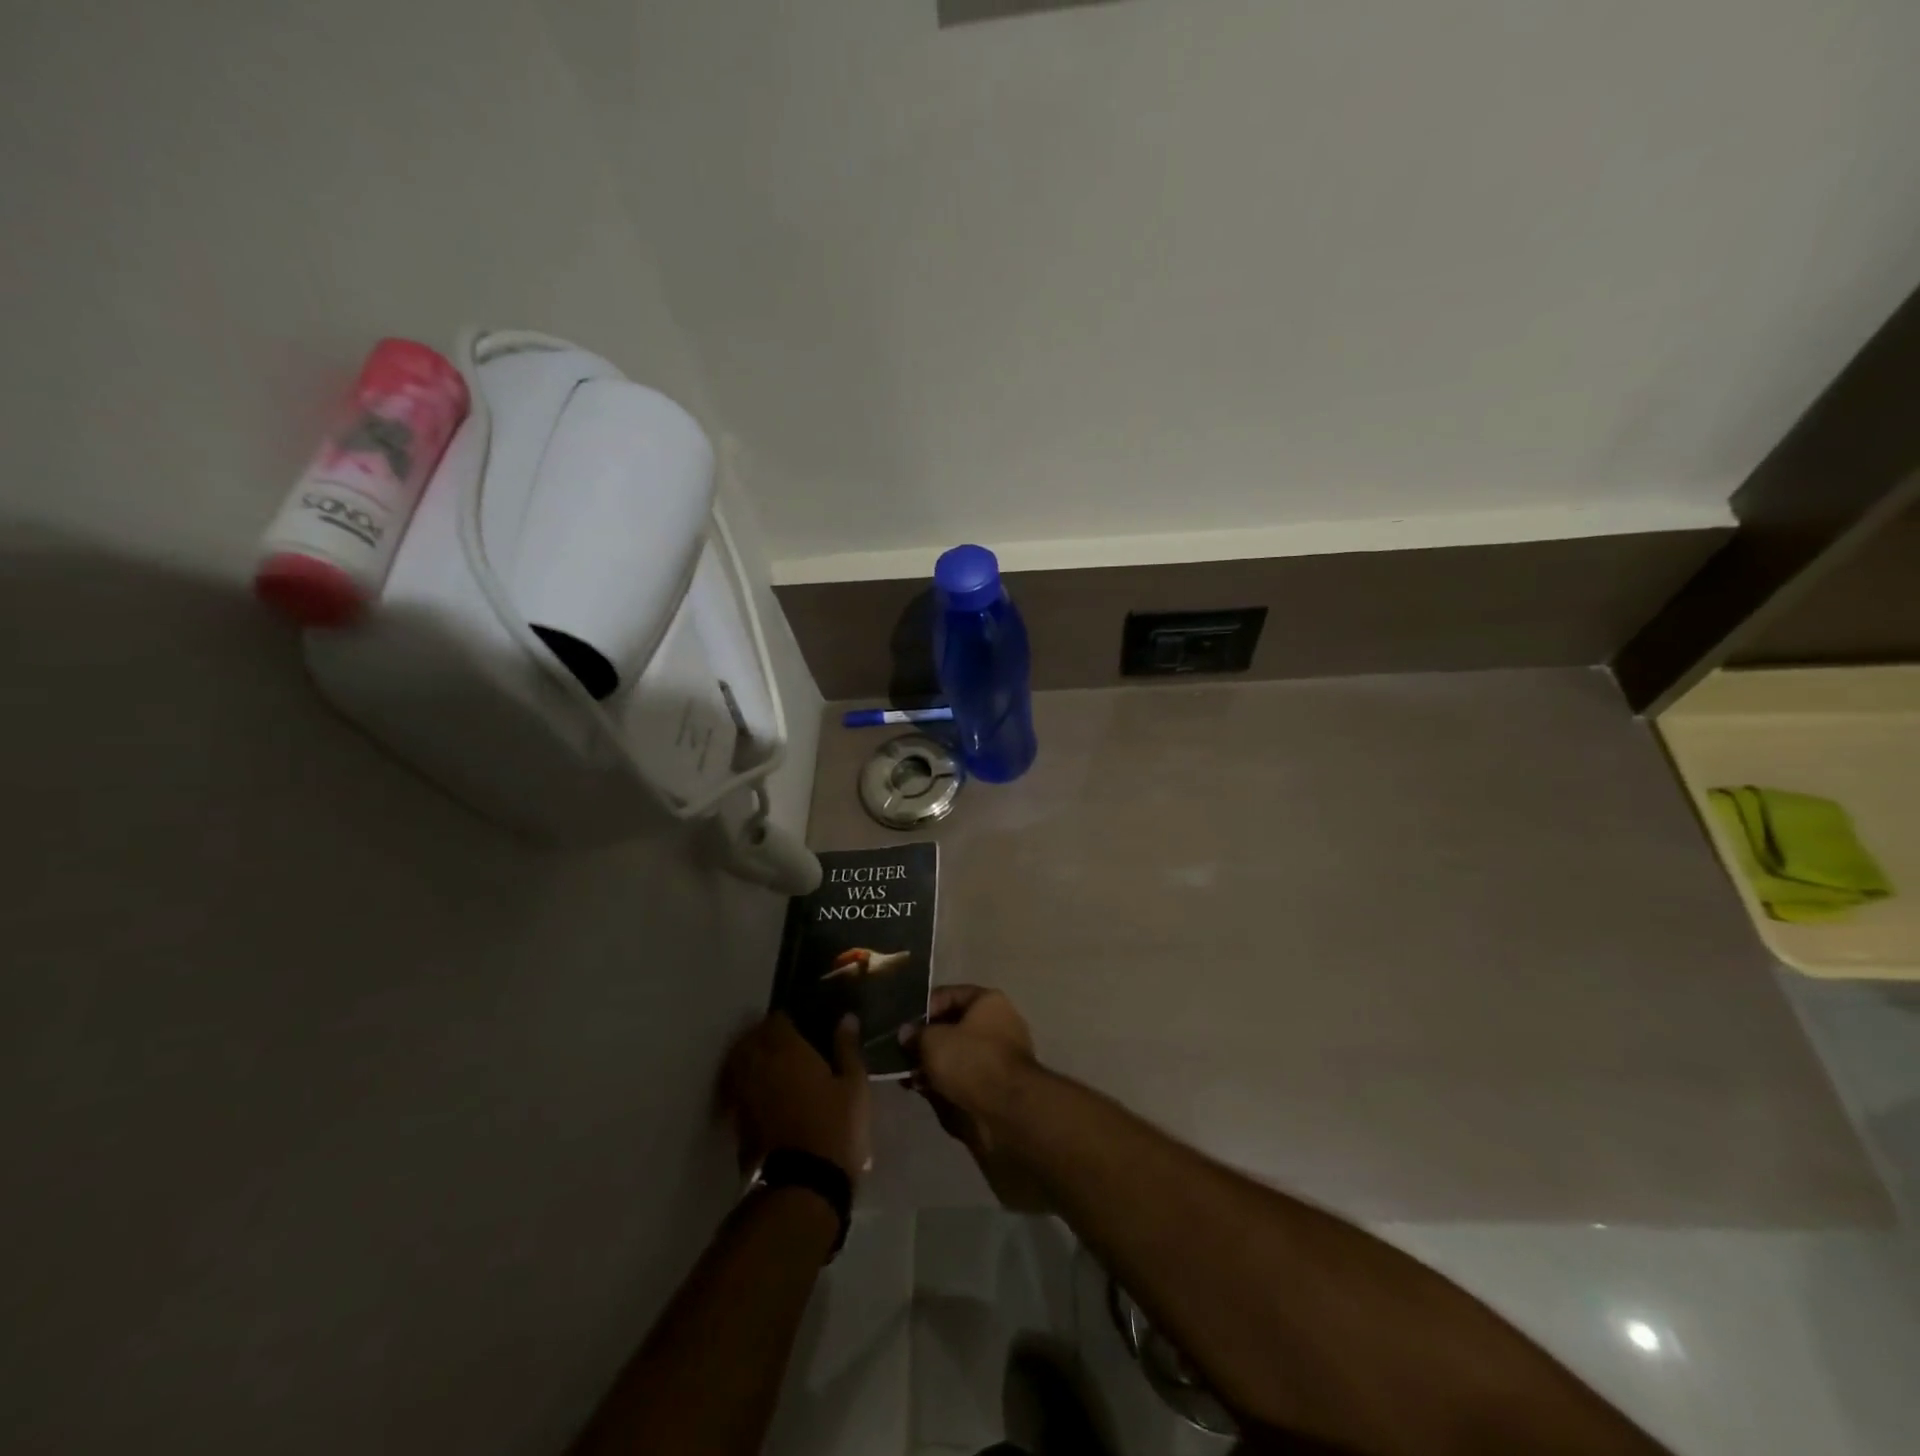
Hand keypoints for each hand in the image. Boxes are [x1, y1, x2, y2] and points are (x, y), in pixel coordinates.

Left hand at [723, 1013, 869, 1183]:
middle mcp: (758, 1065)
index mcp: (787, 1050)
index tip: (799, 1025)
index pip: (776, 1020)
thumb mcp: (853, 1084)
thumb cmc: (835, 1126)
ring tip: (766, 1064)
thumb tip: (846, 1018)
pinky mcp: (737, 1120)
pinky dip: (743, 1084)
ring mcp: (744, 1093)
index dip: (786, 1020)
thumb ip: (847, 1048)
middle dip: (762, 1036)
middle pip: (750, 1039)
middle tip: (781, 1042)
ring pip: (737, 1064)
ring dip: (748, 1058)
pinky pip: (735, 1089)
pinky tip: (759, 1092)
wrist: (804, 1183)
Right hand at [901, 985, 1037, 1154]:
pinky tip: (924, 1090)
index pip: (949, 995)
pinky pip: (965, 1074)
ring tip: (909, 1077)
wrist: (1008, 1109)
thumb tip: (906, 1033)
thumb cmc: (970, 1061)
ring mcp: (1000, 1054)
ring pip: (957, 1053)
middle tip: (903, 1054)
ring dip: (933, 1063)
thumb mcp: (933, 1041)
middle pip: (953, 1026)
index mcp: (988, 1001)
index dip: (923, 1008)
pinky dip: (946, 1080)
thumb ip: (916, 1034)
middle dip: (926, 1041)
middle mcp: (998, 1022)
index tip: (903, 1026)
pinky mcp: (997, 1082)